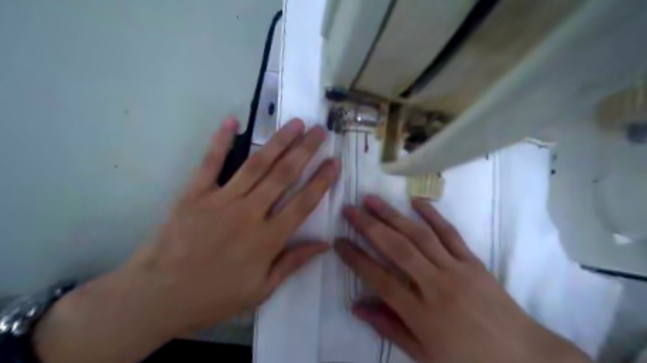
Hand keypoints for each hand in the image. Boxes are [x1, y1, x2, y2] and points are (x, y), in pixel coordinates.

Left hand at [34, 117, 339, 362]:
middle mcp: (249, 213)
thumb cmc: (214, 296)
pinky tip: (232, 121)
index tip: (334, 162)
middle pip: (284, 176)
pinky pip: (210, 163)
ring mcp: (221, 200)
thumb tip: (324, 245)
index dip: (322, 181)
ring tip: (296, 123)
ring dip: (278, 142)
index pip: (303, 203)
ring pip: (256, 165)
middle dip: (305, 151)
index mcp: (267, 239)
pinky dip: (221, 141)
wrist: (157, 297)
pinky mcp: (195, 193)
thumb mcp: (261, 290)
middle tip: (321, 132)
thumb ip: (293, 263)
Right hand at [337, 196, 592, 362]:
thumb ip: (389, 327)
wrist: (526, 358)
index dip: (356, 259)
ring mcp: (456, 269)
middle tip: (349, 210)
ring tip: (371, 199)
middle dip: (368, 226)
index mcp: (421, 314)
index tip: (339, 242)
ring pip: (418, 235)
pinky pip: (449, 233)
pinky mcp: (473, 261)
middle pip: (396, 248)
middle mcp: (435, 285)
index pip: (379, 279)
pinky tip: (415, 202)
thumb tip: (357, 306)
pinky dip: (432, 215)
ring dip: (392, 214)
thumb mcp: (424, 355)